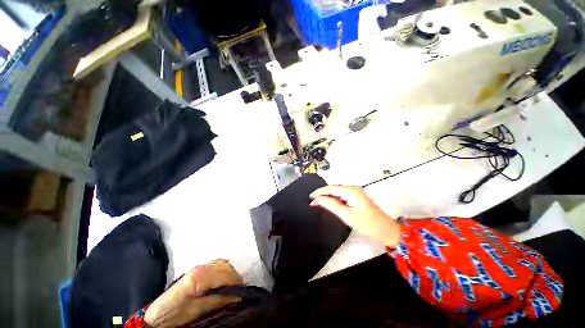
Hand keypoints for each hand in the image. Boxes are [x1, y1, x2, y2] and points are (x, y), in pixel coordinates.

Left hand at [144, 259, 242, 327]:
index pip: (225, 274)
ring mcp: (198, 267)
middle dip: (235, 276)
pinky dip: (224, 270)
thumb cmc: (175, 315)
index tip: (241, 292)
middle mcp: (200, 267)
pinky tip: (224, 280)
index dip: (236, 283)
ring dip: (230, 272)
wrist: (158, 315)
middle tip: (239, 288)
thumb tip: (236, 294)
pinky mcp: (197, 270)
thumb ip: (219, 300)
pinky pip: (216, 264)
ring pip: (222, 263)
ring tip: (233, 284)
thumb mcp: (199, 310)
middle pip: (225, 265)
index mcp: (199, 277)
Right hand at [310, 185, 400, 247]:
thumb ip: (331, 205)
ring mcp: (356, 192)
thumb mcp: (347, 215)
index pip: (331, 188)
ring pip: (337, 192)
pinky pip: (342, 195)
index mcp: (351, 191)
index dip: (319, 192)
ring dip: (328, 196)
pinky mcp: (357, 197)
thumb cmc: (366, 223)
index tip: (310, 197)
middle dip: (323, 194)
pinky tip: (330, 203)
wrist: (386, 229)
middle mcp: (353, 188)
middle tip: (313, 202)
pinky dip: (334, 199)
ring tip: (318, 203)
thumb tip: (319, 199)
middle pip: (334, 188)